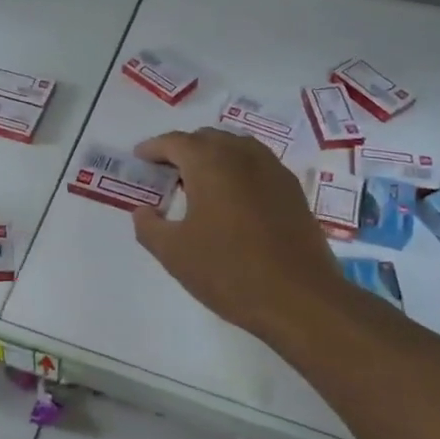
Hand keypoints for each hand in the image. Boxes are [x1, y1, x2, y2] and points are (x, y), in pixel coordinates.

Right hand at [131, 128, 344, 345]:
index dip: (153, 148)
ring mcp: (273, 171)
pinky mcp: (293, 191)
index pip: (175, 142)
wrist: (300, 299)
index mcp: (210, 163)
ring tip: (197, 184)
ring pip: (236, 148)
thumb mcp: (173, 253)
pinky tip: (231, 200)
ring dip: (212, 157)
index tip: (139, 159)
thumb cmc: (229, 272)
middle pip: (207, 138)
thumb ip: (149, 226)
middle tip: (166, 173)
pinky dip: (237, 170)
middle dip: (183, 150)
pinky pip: (257, 166)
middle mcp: (243, 156)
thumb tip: (143, 211)